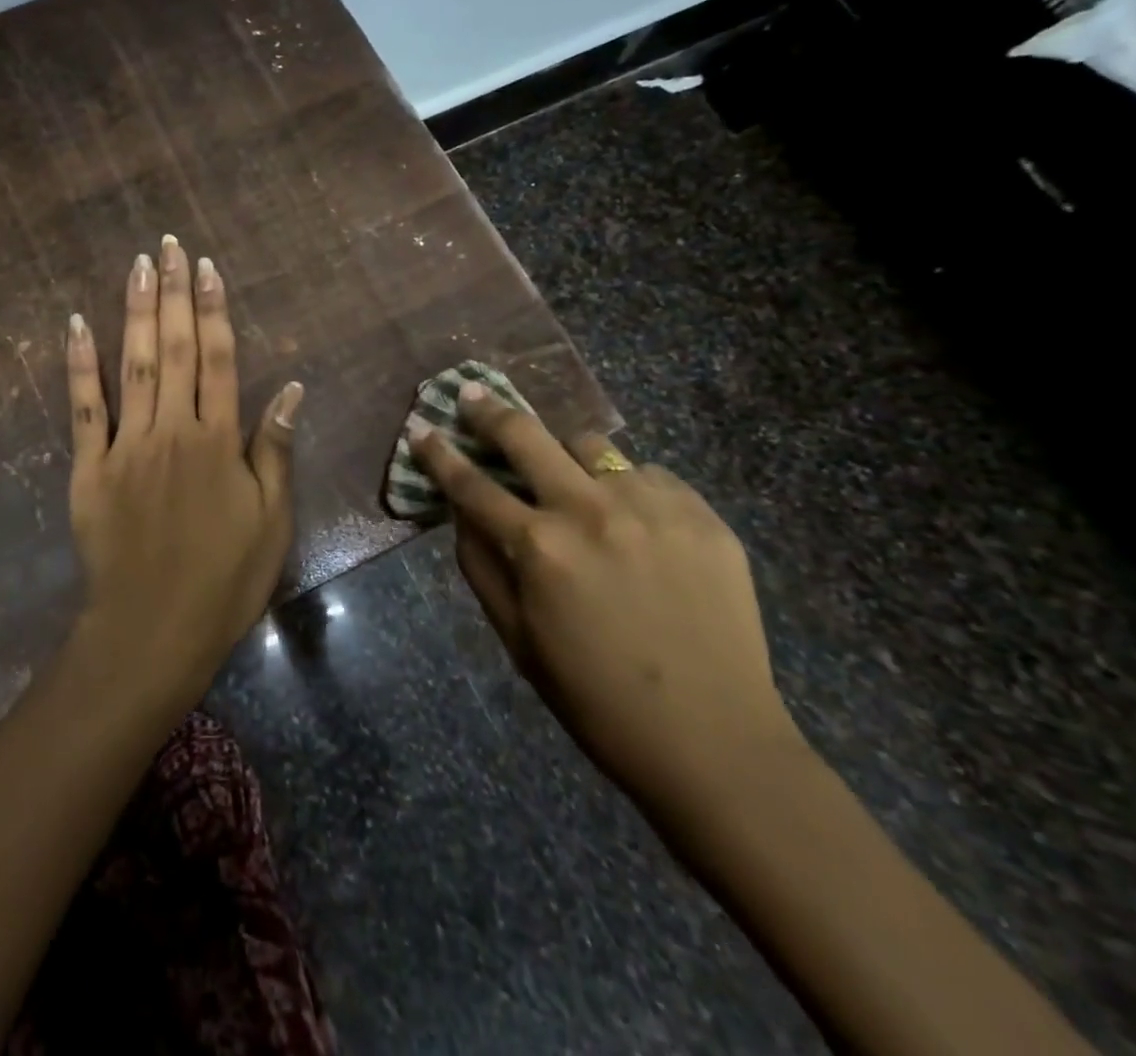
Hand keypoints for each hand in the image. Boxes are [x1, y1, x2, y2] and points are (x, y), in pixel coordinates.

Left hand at [65, 236, 302, 711]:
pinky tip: (77, 325)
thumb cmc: (224, 578)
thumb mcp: (271, 520)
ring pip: (132, 366)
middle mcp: (173, 430)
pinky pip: (83, 409)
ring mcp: (126, 446)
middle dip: (174, 293)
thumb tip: (292, 387)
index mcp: (218, 441)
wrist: (154, 629)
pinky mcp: (89, 468)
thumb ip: (275, 449)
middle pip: (174, 349)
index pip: (219, 359)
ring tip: (138, 265)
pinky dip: (80, 366)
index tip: (208, 268)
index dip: (214, 310)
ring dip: (134, 312)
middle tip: (170, 245)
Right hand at [412, 386, 805, 819]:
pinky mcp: (702, 515)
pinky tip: (635, 522)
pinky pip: (649, 476)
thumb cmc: (595, 698)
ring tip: (572, 481)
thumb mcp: (516, 638)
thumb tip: (462, 511)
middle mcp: (591, 511)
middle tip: (473, 395)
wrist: (714, 742)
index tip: (421, 428)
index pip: (471, 484)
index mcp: (539, 548)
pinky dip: (628, 488)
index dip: (438, 453)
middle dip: (489, 411)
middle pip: (526, 436)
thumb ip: (480, 565)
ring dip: (568, 457)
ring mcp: (652, 507)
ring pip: (592, 447)